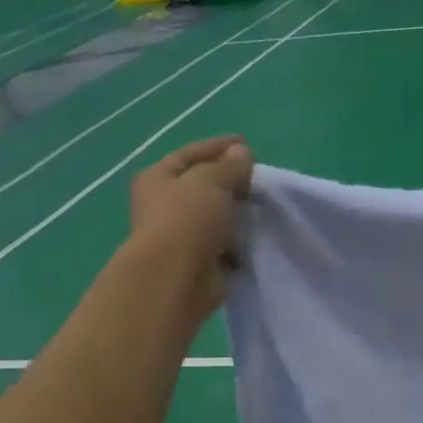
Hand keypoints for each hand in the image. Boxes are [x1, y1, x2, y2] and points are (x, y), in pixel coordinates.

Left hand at [127, 135, 252, 323]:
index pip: (190, 154)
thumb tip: (242, 153)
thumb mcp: (211, 181)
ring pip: (216, 216)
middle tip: (260, 179)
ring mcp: (182, 235)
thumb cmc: (187, 220)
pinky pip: (225, 245)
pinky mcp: (200, 261)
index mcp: (157, 179)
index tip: (247, 144)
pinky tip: (259, 236)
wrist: (177, 278)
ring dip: (238, 213)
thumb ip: (230, 166)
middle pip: (203, 186)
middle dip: (232, 181)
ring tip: (264, 207)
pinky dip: (241, 242)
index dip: (218, 147)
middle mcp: (165, 205)